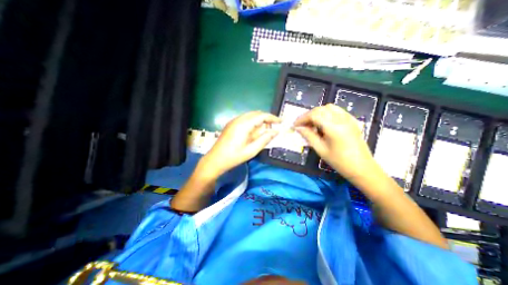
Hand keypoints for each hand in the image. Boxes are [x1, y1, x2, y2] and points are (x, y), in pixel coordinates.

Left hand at [201, 111, 281, 177]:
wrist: (215, 160)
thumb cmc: (234, 157)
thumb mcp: (252, 150)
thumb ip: (265, 139)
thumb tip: (276, 132)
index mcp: (243, 125)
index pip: (261, 116)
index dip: (272, 118)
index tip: (281, 122)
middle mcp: (238, 119)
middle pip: (256, 113)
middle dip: (266, 118)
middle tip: (274, 126)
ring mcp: (233, 121)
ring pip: (250, 115)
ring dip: (260, 120)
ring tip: (266, 129)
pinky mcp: (231, 124)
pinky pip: (245, 119)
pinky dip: (253, 122)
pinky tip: (255, 130)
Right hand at [294, 104, 376, 180]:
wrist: (361, 167)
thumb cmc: (339, 161)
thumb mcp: (320, 149)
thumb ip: (308, 136)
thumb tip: (298, 128)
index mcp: (333, 127)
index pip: (314, 115)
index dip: (302, 118)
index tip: (295, 125)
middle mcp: (341, 119)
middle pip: (320, 109)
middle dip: (308, 115)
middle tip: (302, 125)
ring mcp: (348, 118)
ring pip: (328, 108)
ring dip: (317, 113)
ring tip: (312, 123)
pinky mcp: (352, 120)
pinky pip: (336, 111)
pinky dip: (326, 113)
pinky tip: (323, 123)